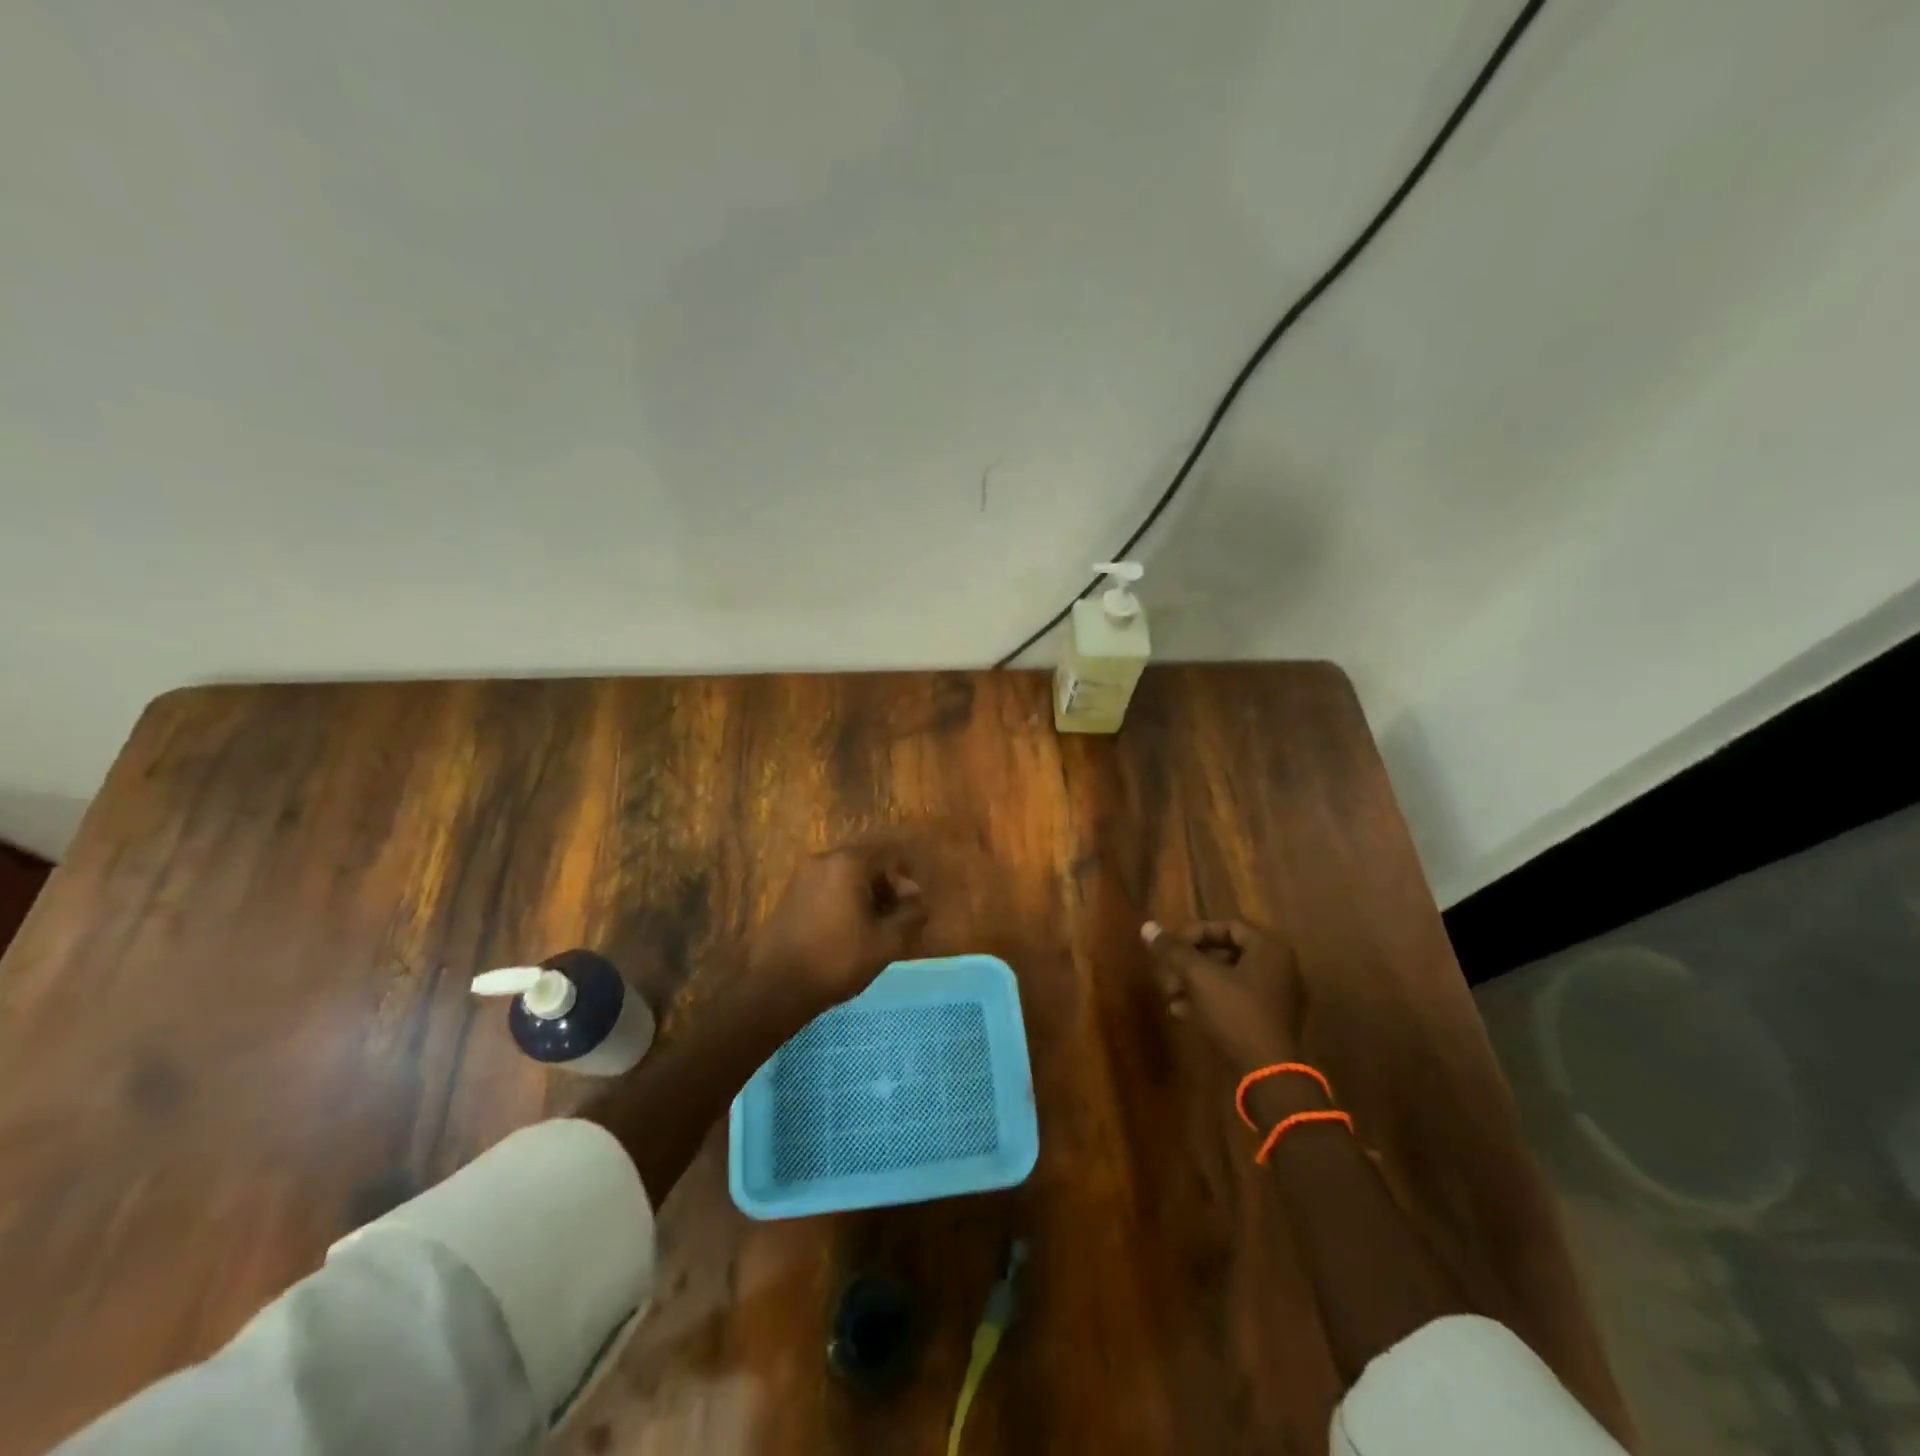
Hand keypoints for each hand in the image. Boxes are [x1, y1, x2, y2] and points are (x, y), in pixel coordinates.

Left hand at [751, 839, 927, 1006]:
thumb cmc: (837, 960)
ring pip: (847, 875)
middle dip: (887, 886)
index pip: (890, 854)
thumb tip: (918, 900)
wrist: (777, 987)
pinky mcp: (790, 893)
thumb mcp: (887, 942)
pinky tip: (850, 928)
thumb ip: (911, 915)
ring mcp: (803, 875)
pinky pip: (828, 886)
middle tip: (898, 919)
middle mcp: (823, 859)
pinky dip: (845, 899)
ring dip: (867, 894)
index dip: (906, 878)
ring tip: (876, 927)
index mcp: (848, 862)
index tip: (913, 907)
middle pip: (867, 862)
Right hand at [1143, 917, 1306, 1069]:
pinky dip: (1209, 1001)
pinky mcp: (1267, 1023)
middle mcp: (1278, 969)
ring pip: (1228, 979)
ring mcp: (1275, 998)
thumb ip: (1174, 951)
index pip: (1228, 926)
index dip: (1195, 932)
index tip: (1172, 946)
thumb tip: (1147, 927)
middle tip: (1167, 971)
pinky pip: (1235, 1001)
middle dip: (1191, 962)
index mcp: (1269, 950)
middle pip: (1226, 953)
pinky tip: (1181, 1012)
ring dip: (1195, 983)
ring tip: (1169, 994)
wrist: (1267, 1074)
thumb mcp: (1199, 977)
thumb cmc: (1235, 1014)